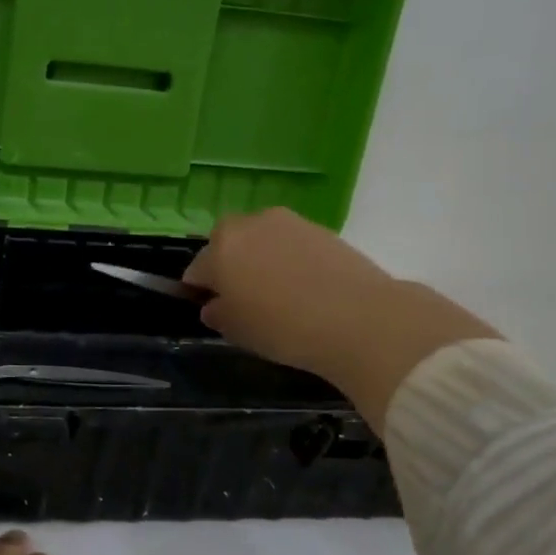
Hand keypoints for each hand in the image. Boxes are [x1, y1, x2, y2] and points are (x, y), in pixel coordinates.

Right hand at [183, 207, 498, 429]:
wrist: (359, 319)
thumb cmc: (283, 327)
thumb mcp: (238, 331)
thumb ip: (218, 314)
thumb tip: (215, 305)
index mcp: (221, 248)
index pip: (196, 270)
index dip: (200, 291)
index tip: (212, 309)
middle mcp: (250, 225)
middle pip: (228, 243)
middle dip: (229, 265)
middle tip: (243, 298)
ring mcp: (290, 223)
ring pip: (262, 240)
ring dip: (261, 259)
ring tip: (277, 294)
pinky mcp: (323, 229)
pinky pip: (292, 244)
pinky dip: (290, 260)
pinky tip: (305, 288)